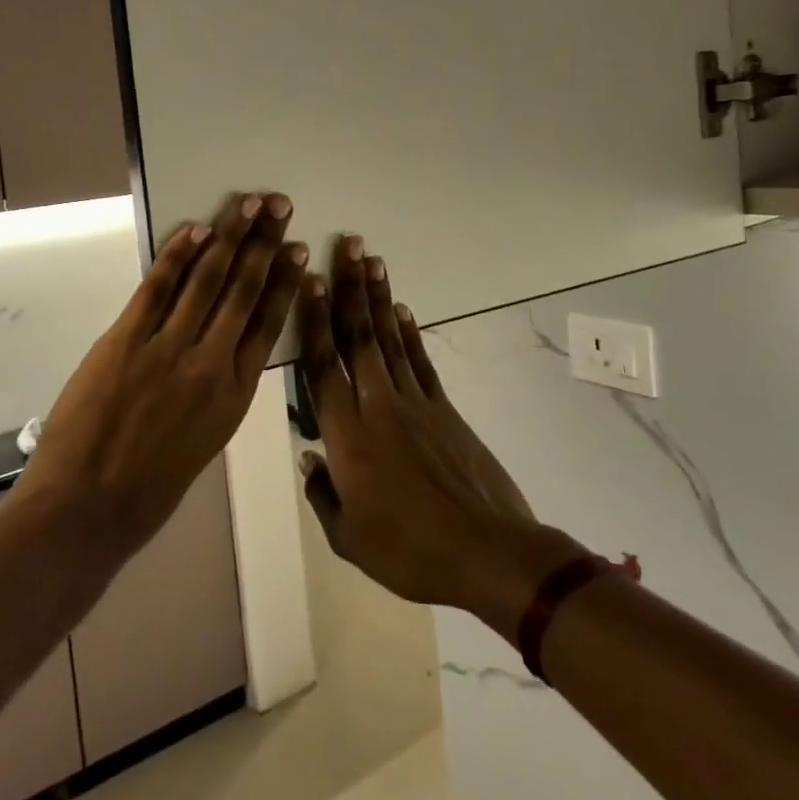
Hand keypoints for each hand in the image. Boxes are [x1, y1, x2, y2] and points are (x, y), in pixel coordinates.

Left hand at [18, 191, 305, 552]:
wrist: (88, 510)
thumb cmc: (148, 490)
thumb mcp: (203, 442)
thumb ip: (215, 392)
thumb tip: (219, 349)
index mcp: (235, 395)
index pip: (269, 324)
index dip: (284, 281)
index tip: (297, 249)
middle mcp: (211, 363)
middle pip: (244, 290)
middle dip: (263, 243)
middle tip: (279, 205)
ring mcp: (169, 348)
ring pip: (208, 280)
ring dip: (229, 236)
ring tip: (248, 203)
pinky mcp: (126, 340)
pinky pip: (157, 287)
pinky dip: (177, 254)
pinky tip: (195, 228)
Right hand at [297, 237, 587, 630]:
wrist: (488, 554)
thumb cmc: (410, 552)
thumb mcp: (349, 540)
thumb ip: (323, 495)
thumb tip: (310, 458)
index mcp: (347, 436)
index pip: (323, 365)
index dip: (314, 319)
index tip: (309, 280)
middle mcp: (378, 406)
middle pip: (358, 337)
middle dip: (350, 288)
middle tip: (347, 246)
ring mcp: (415, 404)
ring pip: (389, 339)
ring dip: (379, 298)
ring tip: (371, 260)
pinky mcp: (444, 410)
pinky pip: (420, 362)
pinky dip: (410, 333)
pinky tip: (403, 309)